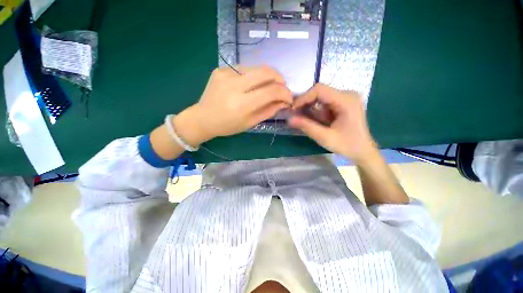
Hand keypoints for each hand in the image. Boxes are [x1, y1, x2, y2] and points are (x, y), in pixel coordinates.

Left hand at [174, 66, 292, 146]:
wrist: (202, 118)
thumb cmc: (228, 125)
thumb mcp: (250, 123)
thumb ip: (269, 111)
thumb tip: (284, 102)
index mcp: (242, 104)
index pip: (271, 91)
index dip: (285, 93)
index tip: (289, 97)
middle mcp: (234, 86)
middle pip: (265, 72)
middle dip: (279, 78)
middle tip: (281, 87)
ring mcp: (226, 74)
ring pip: (256, 68)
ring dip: (267, 77)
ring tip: (267, 87)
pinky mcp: (220, 69)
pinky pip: (244, 69)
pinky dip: (252, 76)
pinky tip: (249, 85)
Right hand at [288, 84, 377, 163]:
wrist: (363, 151)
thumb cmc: (347, 145)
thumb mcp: (325, 138)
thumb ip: (307, 126)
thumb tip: (289, 119)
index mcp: (346, 100)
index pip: (320, 90)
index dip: (303, 98)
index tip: (293, 110)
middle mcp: (347, 94)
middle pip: (320, 92)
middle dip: (305, 102)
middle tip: (295, 114)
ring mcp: (346, 98)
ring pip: (321, 97)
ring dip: (309, 106)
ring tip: (301, 118)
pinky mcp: (343, 103)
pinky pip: (324, 102)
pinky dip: (315, 110)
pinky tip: (312, 119)